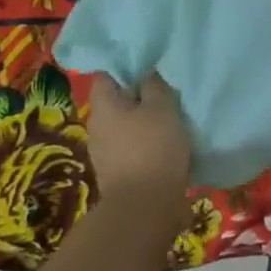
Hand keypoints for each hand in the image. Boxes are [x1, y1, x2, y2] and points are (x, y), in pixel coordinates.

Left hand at [87, 71, 192, 199]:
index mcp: (103, 106)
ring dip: (145, 118)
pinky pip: (133, 145)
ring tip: (172, 112)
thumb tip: (147, 72)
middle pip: (117, 100)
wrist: (144, 208)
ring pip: (126, 123)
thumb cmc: (152, 148)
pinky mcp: (119, 171)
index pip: (107, 74)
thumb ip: (154, 85)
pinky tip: (168, 139)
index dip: (126, 64)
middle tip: (166, 85)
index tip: (149, 62)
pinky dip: (148, 140)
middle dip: (139, 93)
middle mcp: (98, 127)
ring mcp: (106, 152)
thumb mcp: (162, 107)